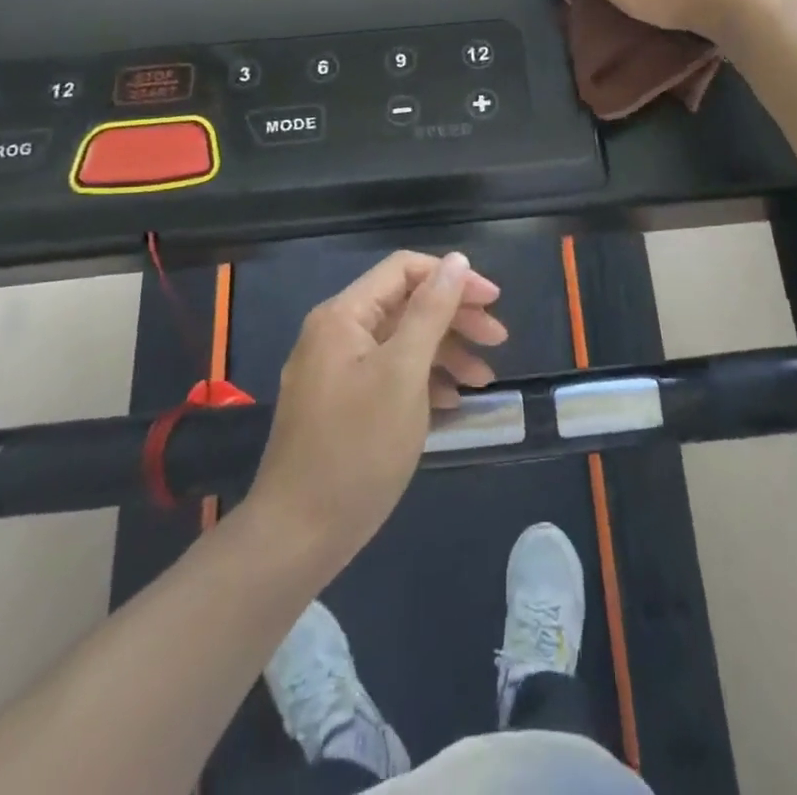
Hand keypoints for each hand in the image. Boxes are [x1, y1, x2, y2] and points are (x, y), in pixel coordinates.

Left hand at [246, 251, 506, 571]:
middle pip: (405, 304)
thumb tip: (456, 260)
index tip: (494, 302)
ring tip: (483, 380)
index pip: (405, 270)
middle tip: (498, 340)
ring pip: (400, 341)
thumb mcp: (403, 373)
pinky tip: (451, 401)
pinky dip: (423, 379)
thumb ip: (431, 311)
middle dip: (454, 317)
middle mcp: (336, 333)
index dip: (453, 278)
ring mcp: (335, 370)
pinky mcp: (340, 404)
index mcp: (343, 315)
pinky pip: (388, 373)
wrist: (298, 535)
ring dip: (445, 352)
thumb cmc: (357, 448)